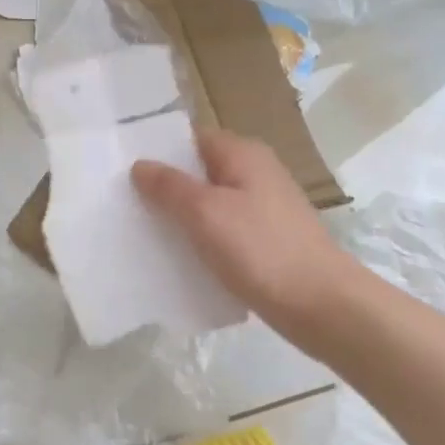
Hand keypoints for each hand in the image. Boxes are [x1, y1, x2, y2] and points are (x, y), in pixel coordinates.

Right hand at [132, 128, 359, 339]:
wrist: (322, 306)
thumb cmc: (260, 249)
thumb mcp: (205, 212)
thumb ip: (169, 186)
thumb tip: (140, 165)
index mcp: (243, 154)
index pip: (190, 138)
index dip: (158, 150)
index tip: (121, 167)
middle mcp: (255, 173)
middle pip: (199, 171)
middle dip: (164, 186)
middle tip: (123, 201)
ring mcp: (263, 208)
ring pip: (209, 203)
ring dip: (180, 215)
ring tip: (141, 229)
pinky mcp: (265, 240)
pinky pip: (222, 230)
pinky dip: (200, 239)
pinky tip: (176, 257)